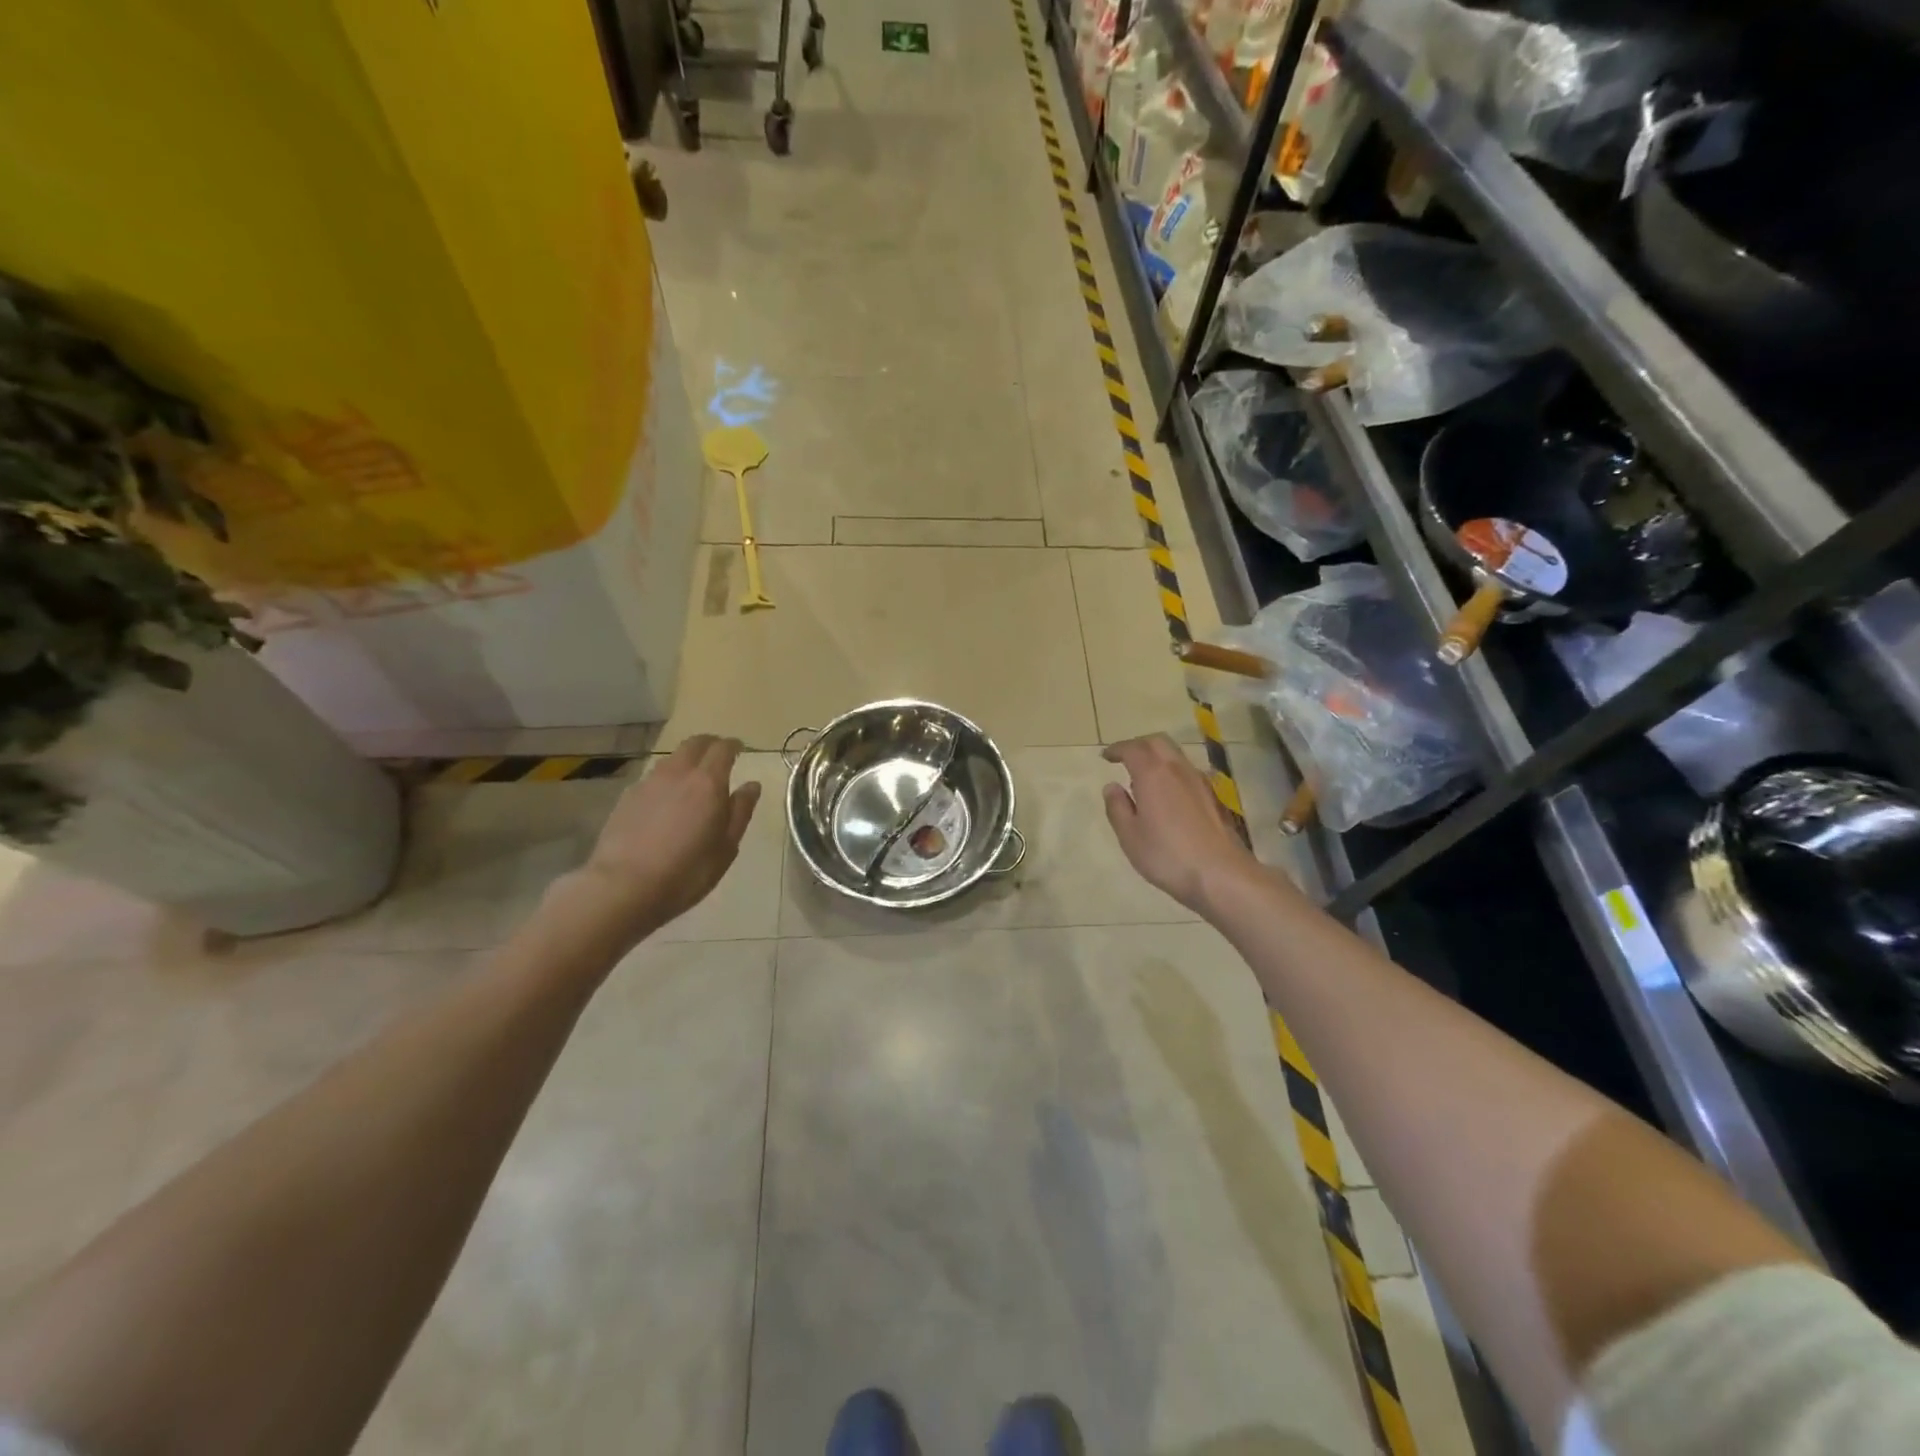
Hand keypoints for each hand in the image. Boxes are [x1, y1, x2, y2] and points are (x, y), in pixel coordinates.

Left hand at [568, 735, 761, 941]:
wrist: (624, 886)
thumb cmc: (687, 871)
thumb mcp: (726, 847)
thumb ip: (741, 811)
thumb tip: (752, 785)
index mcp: (708, 782)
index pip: (723, 748)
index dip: (733, 745)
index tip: (740, 749)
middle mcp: (678, 773)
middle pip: (694, 743)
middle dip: (709, 744)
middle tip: (719, 755)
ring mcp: (649, 783)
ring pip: (672, 759)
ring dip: (686, 761)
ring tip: (692, 779)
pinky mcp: (627, 797)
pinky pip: (653, 778)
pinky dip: (666, 779)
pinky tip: (666, 800)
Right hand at [1101, 735, 1259, 916]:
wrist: (1222, 875)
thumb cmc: (1167, 855)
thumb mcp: (1130, 836)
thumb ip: (1117, 808)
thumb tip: (1112, 787)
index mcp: (1153, 774)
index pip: (1133, 748)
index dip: (1117, 749)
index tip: (1106, 757)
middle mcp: (1178, 769)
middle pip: (1158, 742)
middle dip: (1139, 745)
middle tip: (1124, 758)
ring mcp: (1200, 782)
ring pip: (1176, 755)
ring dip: (1157, 757)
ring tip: (1143, 778)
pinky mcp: (1214, 798)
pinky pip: (1187, 772)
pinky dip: (1172, 772)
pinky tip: (1167, 795)